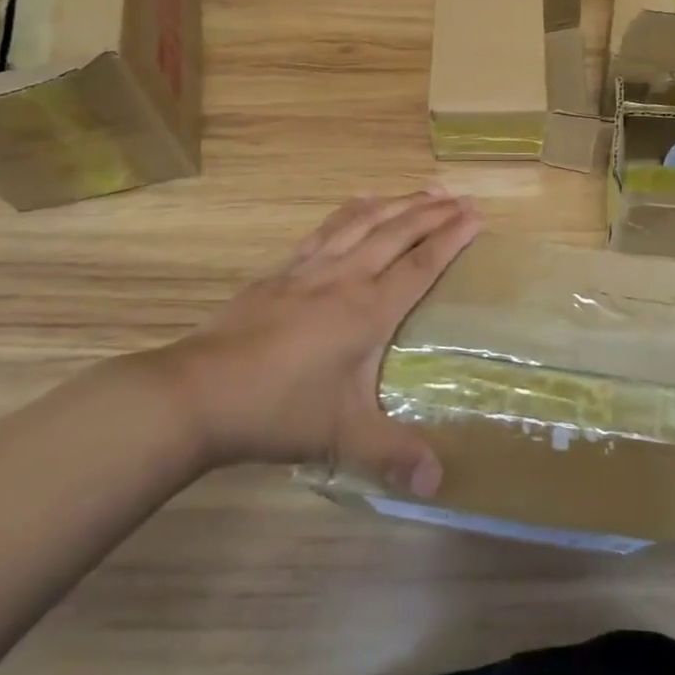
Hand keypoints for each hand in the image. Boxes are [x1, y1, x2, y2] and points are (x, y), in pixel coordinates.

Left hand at [150, 190, 479, 497]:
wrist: (197, 392)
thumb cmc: (277, 409)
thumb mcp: (341, 436)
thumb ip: (392, 454)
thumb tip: (437, 484)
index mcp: (368, 310)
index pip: (420, 265)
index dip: (451, 239)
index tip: (476, 215)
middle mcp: (346, 277)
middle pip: (398, 233)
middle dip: (434, 212)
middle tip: (463, 197)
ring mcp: (311, 269)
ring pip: (365, 222)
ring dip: (399, 202)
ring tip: (426, 189)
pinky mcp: (283, 271)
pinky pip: (327, 228)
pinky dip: (351, 209)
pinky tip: (361, 200)